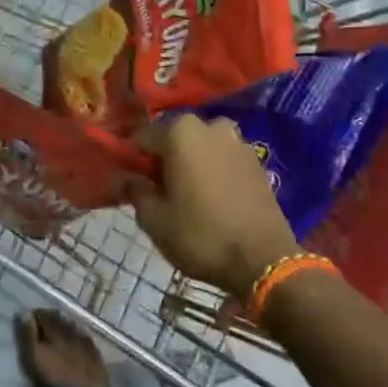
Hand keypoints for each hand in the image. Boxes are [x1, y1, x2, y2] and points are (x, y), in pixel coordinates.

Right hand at [130, 116, 297, 300]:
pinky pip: (223, 157)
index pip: (142, 137)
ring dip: (190, 161)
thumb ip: (135, 191)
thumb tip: (124, 178)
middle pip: (174, 137)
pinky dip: (213, 169)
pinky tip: (210, 195)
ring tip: (185, 191)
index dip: (132, 159)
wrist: (263, 260)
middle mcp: (210, 126)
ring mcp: (237, 141)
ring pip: (201, 145)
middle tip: (157, 188)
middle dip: (163, 158)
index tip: (130, 181)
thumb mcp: (155, 220)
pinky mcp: (256, 161)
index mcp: (180, 132)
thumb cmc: (201, 236)